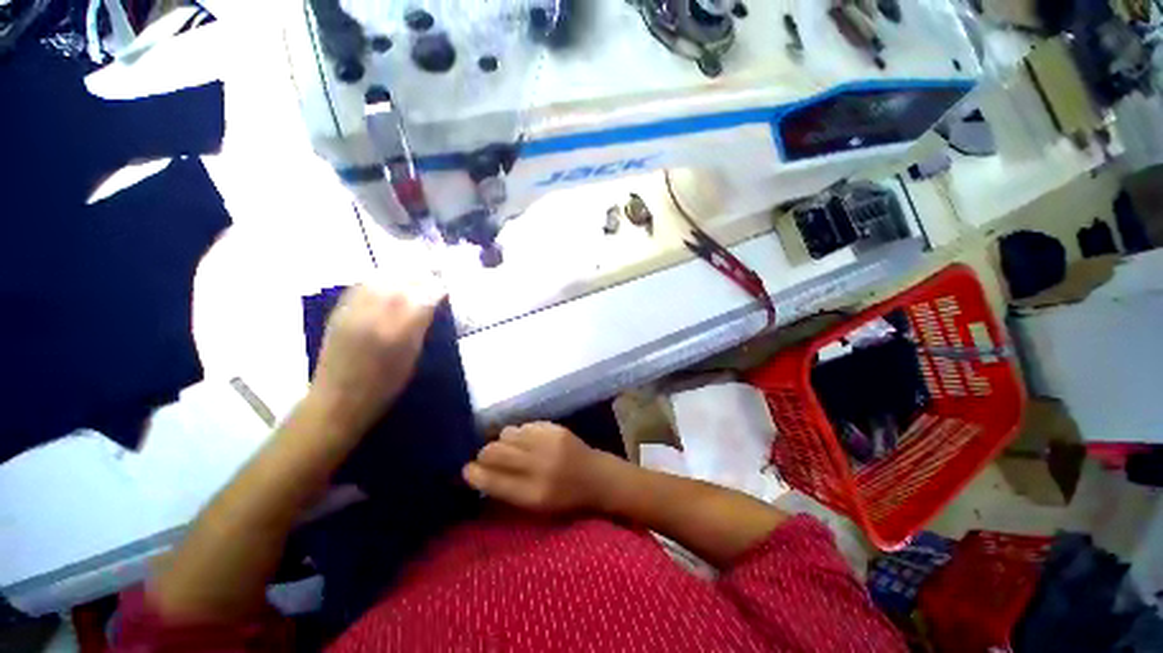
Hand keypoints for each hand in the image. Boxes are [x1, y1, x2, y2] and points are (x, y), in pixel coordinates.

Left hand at [309, 277, 443, 431]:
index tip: (445, 288)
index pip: (421, 298)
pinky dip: (378, 279)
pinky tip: (386, 282)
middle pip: (399, 283)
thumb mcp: (411, 359)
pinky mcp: (338, 313)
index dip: (435, 289)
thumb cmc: (383, 387)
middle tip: (432, 277)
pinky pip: (361, 286)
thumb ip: (420, 328)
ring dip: (398, 275)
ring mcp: (352, 313)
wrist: (336, 401)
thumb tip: (431, 305)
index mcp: (396, 334)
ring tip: (412, 276)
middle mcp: (373, 317)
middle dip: (419, 277)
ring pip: (378, 280)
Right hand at [462, 422, 630, 514]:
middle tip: (486, 458)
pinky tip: (527, 441)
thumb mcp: (536, 509)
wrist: (598, 478)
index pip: (492, 481)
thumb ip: (508, 492)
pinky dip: (520, 433)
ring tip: (510, 449)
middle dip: (484, 454)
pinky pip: (524, 425)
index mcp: (533, 495)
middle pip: (494, 451)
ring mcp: (549, 443)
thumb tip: (479, 474)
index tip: (466, 470)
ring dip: (503, 441)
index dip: (473, 474)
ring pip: (507, 433)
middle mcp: (539, 466)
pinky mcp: (556, 428)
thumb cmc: (566, 501)